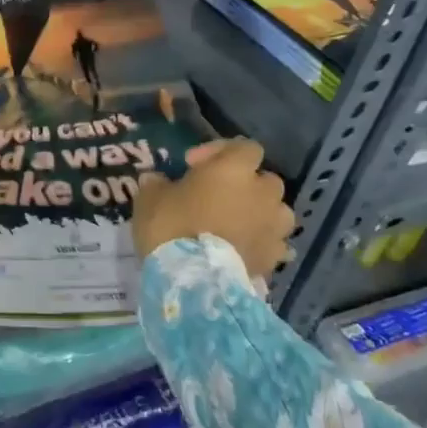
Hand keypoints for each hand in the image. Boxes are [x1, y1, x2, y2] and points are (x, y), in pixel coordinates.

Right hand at [132, 137, 294, 279]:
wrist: (192, 281)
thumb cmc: (171, 227)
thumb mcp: (150, 198)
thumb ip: (158, 184)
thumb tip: (158, 181)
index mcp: (234, 169)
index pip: (244, 146)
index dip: (220, 151)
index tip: (192, 165)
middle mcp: (262, 193)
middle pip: (265, 179)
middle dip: (245, 185)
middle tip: (217, 198)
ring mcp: (273, 227)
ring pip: (276, 211)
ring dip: (260, 214)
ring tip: (236, 225)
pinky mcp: (274, 257)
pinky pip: (273, 243)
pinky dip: (261, 243)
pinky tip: (242, 251)